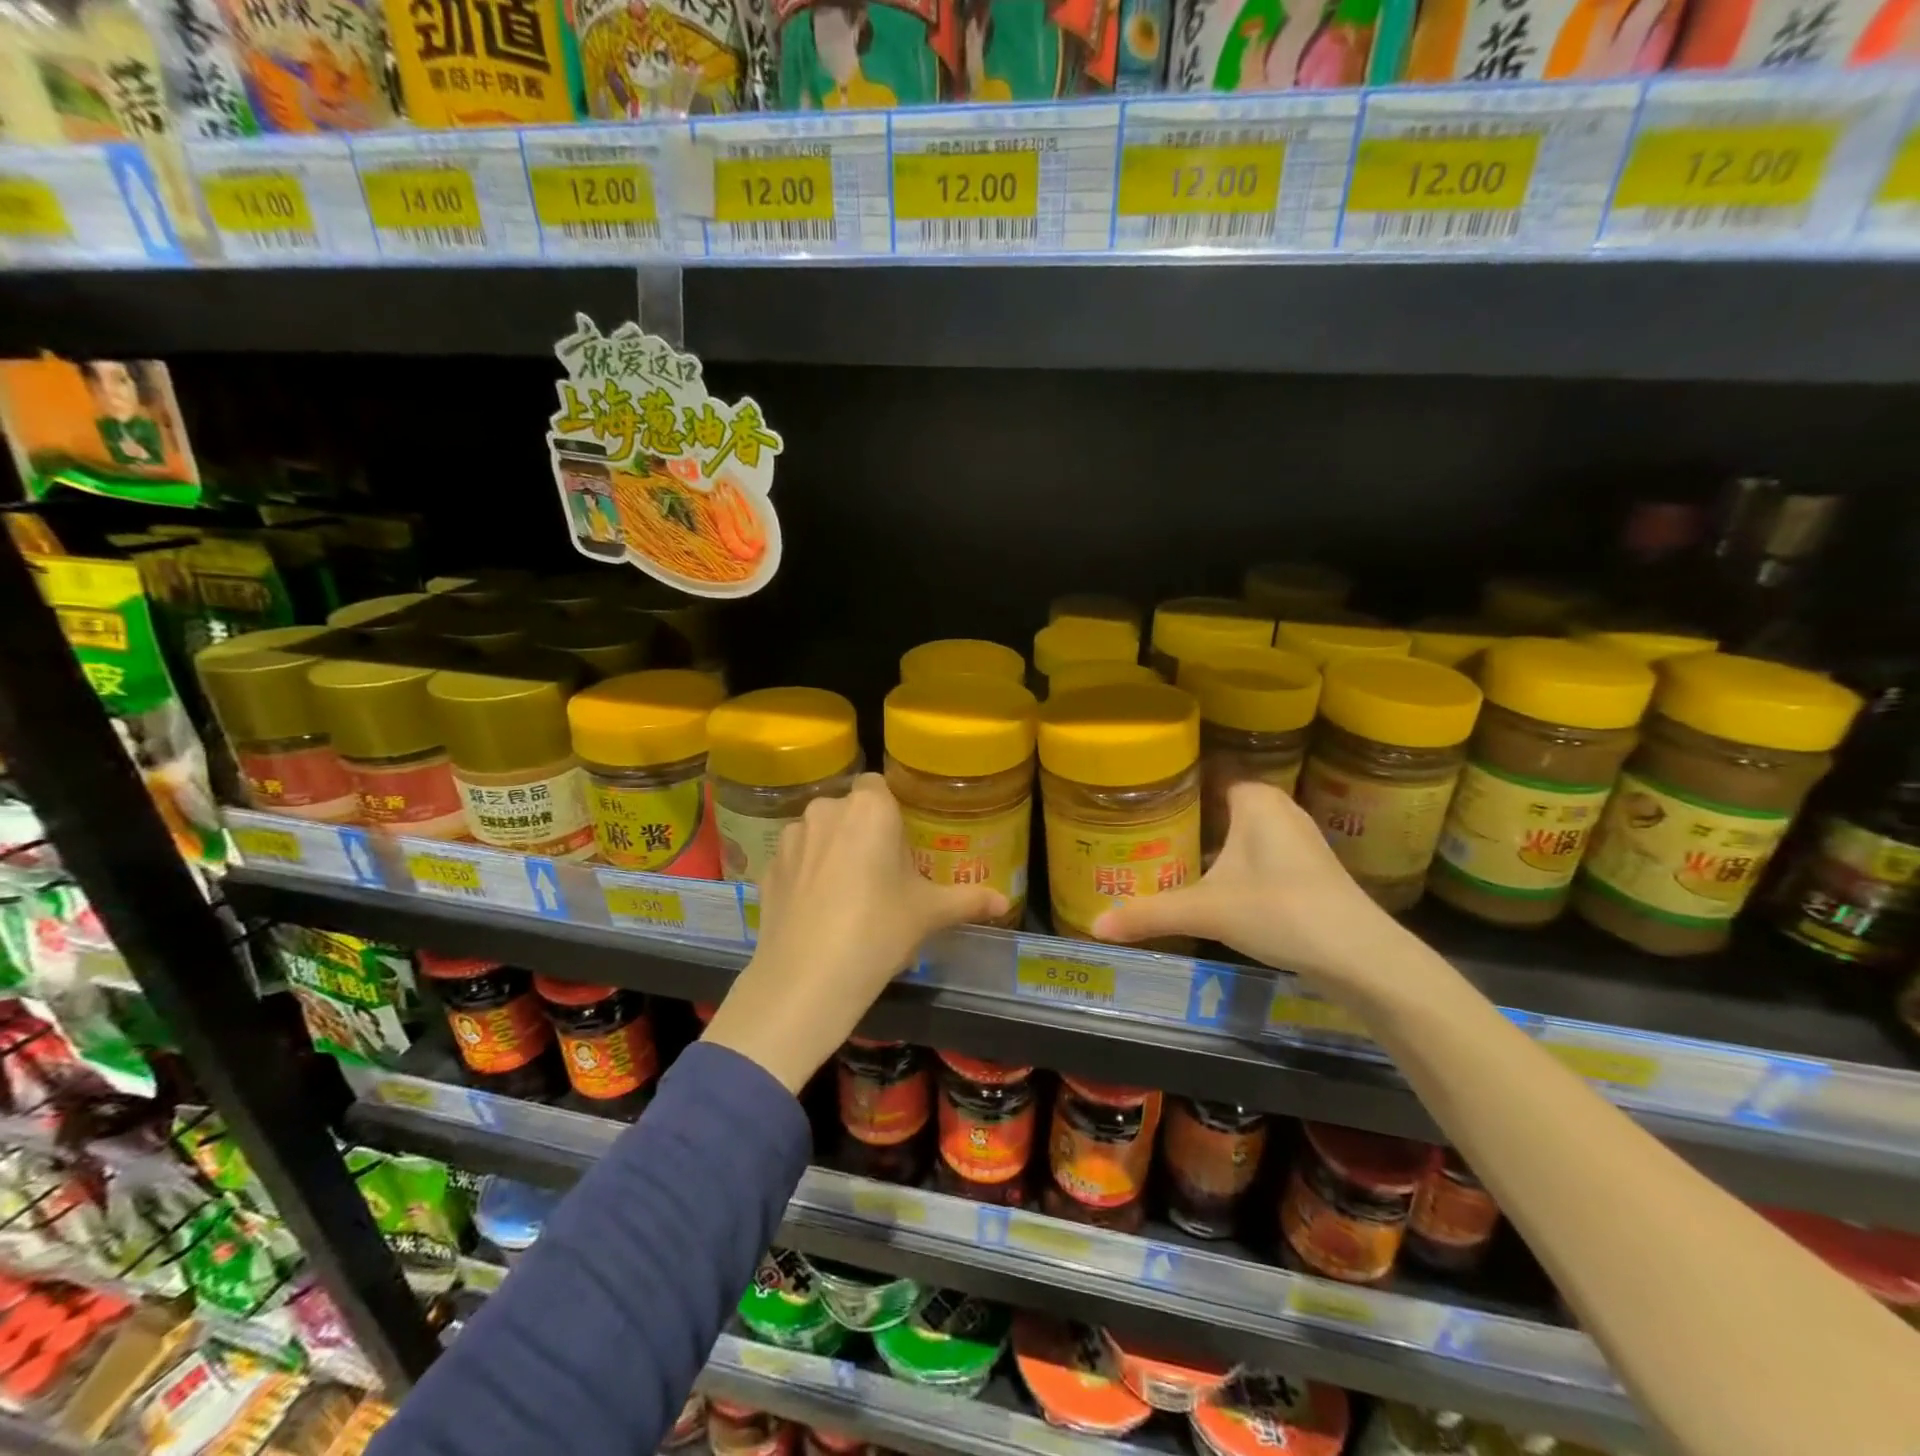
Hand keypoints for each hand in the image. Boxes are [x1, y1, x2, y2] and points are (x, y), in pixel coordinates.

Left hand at [702, 774, 1006, 1093]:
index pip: (879, 786)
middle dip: (862, 830)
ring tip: (846, 894)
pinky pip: (796, 860)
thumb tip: (1004, 903)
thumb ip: (968, 900)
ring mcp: (791, 838)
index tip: (900, 842)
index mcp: (869, 808)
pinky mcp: (768, 868)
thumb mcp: (928, 914)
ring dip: (832, 849)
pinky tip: (817, 910)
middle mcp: (826, 810)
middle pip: (848, 809)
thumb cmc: (878, 930)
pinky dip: (806, 874)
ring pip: (819, 832)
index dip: (889, 811)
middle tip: (880, 872)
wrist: (807, 978)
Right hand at [1091, 781, 1409, 992]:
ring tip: (1163, 852)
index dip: (1171, 782)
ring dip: (1208, 841)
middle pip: (1218, 803)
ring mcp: (1297, 838)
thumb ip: (1149, 914)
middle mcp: (1277, 808)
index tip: (1135, 795)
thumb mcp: (1206, 911)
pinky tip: (1208, 883)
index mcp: (1254, 799)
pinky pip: (1256, 851)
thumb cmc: (1279, 910)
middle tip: (1138, 829)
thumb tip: (1094, 926)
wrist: (1360, 955)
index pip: (1205, 773)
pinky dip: (1231, 860)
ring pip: (1239, 829)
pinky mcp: (1307, 867)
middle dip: (1183, 816)